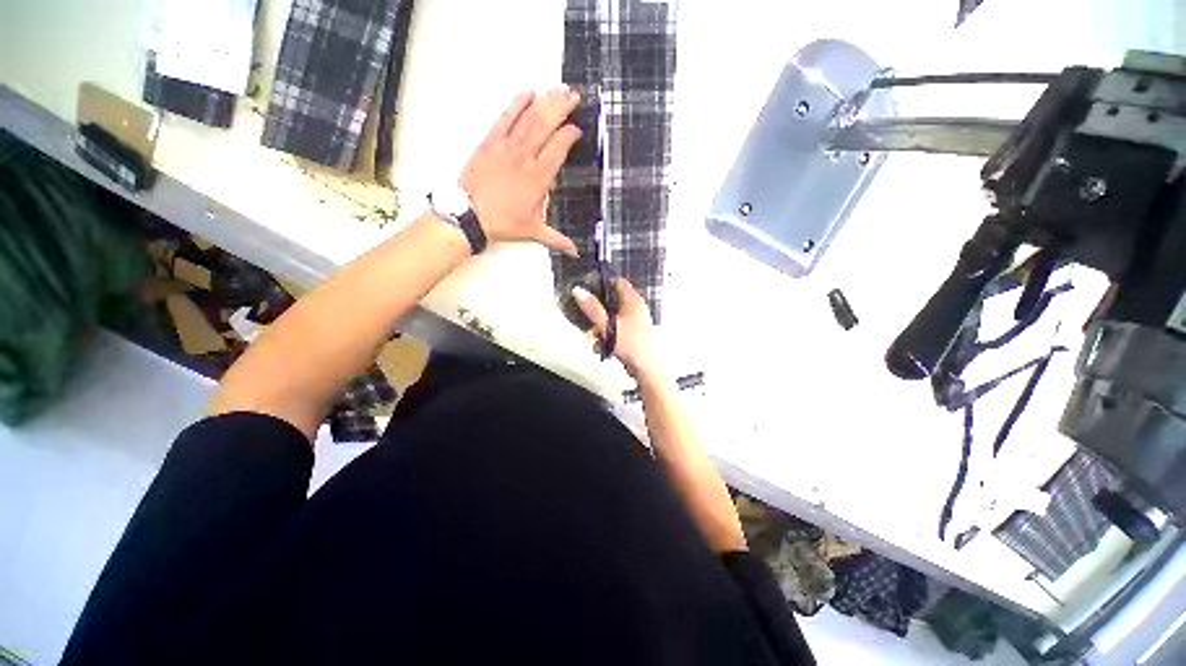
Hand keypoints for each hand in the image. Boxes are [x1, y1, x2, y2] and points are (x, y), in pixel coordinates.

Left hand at [460, 89, 580, 255]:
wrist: (469, 215)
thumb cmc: (503, 223)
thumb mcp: (533, 231)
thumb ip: (558, 240)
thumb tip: (576, 252)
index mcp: (539, 178)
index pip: (559, 148)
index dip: (569, 135)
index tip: (577, 130)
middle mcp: (525, 157)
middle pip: (546, 125)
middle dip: (562, 107)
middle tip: (574, 95)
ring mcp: (506, 146)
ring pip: (529, 117)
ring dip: (545, 101)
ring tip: (558, 88)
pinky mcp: (490, 141)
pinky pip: (506, 117)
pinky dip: (517, 103)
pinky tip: (528, 92)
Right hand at [573, 278, 659, 379]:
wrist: (647, 369)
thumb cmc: (629, 344)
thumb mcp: (607, 326)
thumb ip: (592, 309)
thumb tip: (578, 290)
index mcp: (633, 300)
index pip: (618, 282)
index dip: (603, 284)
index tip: (589, 291)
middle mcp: (637, 307)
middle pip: (613, 301)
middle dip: (599, 311)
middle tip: (589, 319)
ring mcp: (637, 321)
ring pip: (614, 317)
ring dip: (602, 327)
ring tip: (595, 338)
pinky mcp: (635, 333)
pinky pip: (618, 328)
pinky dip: (609, 335)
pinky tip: (602, 347)